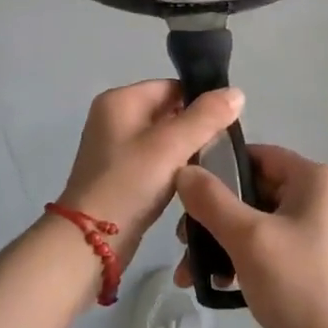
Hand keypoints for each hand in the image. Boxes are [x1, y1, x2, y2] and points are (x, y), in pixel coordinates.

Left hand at [56, 81, 244, 271]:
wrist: (91, 241)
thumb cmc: (130, 183)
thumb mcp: (171, 145)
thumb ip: (206, 117)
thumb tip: (236, 92)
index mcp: (120, 100)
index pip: (172, 87)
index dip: (201, 102)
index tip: (226, 125)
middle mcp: (114, 116)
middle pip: (168, 110)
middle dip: (195, 127)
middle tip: (221, 148)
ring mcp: (115, 146)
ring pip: (164, 137)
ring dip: (186, 149)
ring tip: (210, 165)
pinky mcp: (120, 173)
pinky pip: (155, 159)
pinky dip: (173, 166)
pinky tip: (190, 181)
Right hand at [173, 144, 327, 327]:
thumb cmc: (299, 285)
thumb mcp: (248, 238)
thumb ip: (211, 200)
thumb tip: (183, 170)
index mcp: (315, 178)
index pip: (257, 155)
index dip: (218, 168)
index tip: (185, 192)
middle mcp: (321, 196)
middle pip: (253, 190)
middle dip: (214, 216)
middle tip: (183, 241)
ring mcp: (319, 229)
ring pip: (257, 220)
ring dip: (222, 242)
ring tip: (190, 272)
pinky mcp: (313, 258)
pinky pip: (269, 243)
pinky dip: (242, 257)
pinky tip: (218, 284)